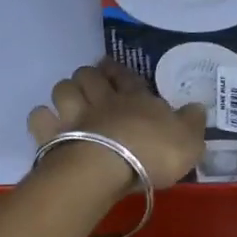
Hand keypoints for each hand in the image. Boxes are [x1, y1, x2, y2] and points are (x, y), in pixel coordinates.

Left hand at [27, 60, 205, 191]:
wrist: (108, 167)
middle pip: (88, 75)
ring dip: (66, 93)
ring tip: (70, 103)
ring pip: (62, 88)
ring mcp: (73, 114)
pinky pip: (39, 117)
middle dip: (89, 77)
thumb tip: (197, 106)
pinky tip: (48, 125)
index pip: (126, 76)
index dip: (118, 71)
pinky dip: (43, 119)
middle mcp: (101, 99)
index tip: (112, 68)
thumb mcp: (188, 141)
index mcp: (134, 98)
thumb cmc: (151, 153)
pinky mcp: (51, 134)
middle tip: (92, 86)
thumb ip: (192, 123)